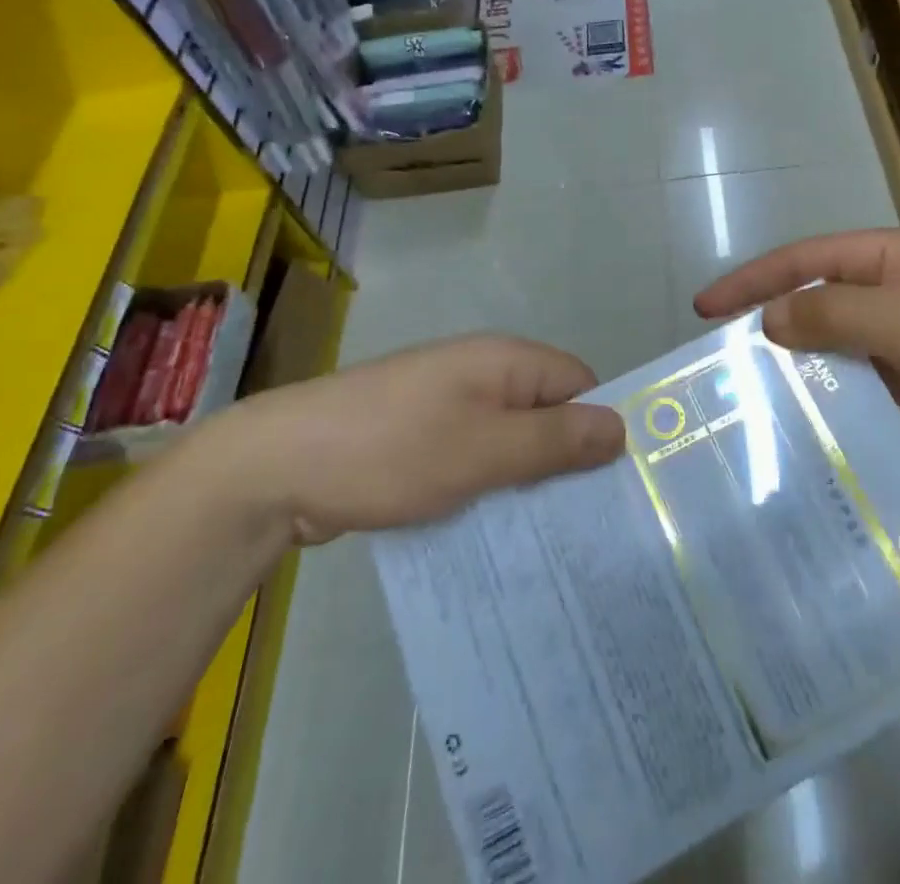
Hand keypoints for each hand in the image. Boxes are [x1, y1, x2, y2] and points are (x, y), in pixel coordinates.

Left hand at [214, 335, 626, 543]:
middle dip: (565, 462)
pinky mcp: (421, 437)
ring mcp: (448, 405)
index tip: (615, 487)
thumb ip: (556, 440)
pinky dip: (488, 488)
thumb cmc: (394, 450)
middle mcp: (482, 373)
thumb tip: (622, 427)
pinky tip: (491, 532)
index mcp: (506, 360)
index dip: (600, 428)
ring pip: (510, 441)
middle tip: (584, 524)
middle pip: (547, 413)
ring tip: (546, 539)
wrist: (277, 466)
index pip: (580, 384)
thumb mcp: (485, 450)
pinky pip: (475, 457)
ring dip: (525, 481)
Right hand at [694, 229, 899, 442]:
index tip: (705, 308)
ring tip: (757, 395)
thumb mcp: (896, 316)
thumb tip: (769, 320)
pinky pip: (860, 375)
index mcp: (877, 256)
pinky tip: (810, 418)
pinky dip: (835, 391)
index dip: (749, 280)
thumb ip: (828, 316)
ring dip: (801, 363)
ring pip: (833, 342)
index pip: (798, 261)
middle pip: (812, 300)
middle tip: (723, 361)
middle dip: (768, 324)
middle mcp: (884, 286)